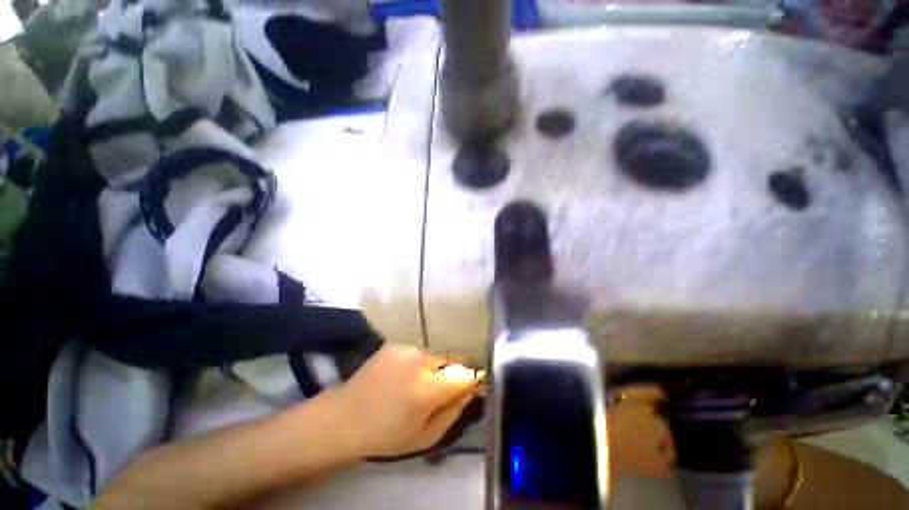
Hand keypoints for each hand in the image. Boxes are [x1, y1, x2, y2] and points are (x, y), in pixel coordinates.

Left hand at [330, 345, 479, 458]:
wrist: (345, 417)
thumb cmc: (386, 435)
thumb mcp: (425, 436)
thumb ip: (454, 411)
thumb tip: (473, 389)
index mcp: (428, 389)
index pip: (466, 374)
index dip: (474, 378)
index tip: (474, 383)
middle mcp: (420, 360)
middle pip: (453, 358)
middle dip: (456, 370)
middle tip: (446, 385)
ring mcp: (407, 347)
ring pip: (438, 352)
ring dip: (439, 363)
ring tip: (425, 378)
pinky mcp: (397, 342)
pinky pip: (421, 348)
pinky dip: (422, 358)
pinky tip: (408, 370)